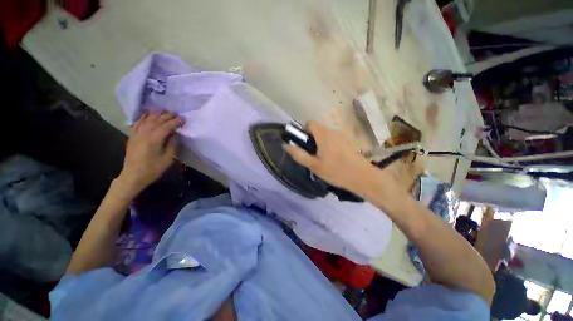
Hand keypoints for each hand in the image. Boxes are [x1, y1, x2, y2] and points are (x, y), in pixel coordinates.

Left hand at [117, 111, 183, 194]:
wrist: (133, 175)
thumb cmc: (153, 168)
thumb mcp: (168, 158)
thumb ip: (172, 144)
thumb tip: (175, 134)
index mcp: (155, 139)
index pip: (167, 126)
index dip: (176, 122)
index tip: (184, 119)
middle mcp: (145, 133)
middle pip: (157, 120)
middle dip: (168, 115)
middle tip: (176, 113)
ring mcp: (137, 133)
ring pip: (147, 119)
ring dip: (156, 113)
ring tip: (164, 110)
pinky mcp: (132, 135)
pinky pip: (137, 122)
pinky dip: (143, 116)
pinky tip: (148, 113)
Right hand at [283, 121, 379, 193]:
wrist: (362, 177)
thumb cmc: (336, 171)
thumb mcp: (314, 165)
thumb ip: (299, 155)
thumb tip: (286, 145)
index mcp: (323, 135)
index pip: (310, 123)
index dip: (303, 131)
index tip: (303, 144)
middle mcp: (332, 132)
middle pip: (317, 128)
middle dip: (310, 139)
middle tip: (311, 154)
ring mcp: (341, 136)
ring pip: (325, 134)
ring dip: (319, 143)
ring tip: (321, 159)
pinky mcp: (347, 142)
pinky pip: (332, 139)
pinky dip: (327, 145)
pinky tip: (331, 159)